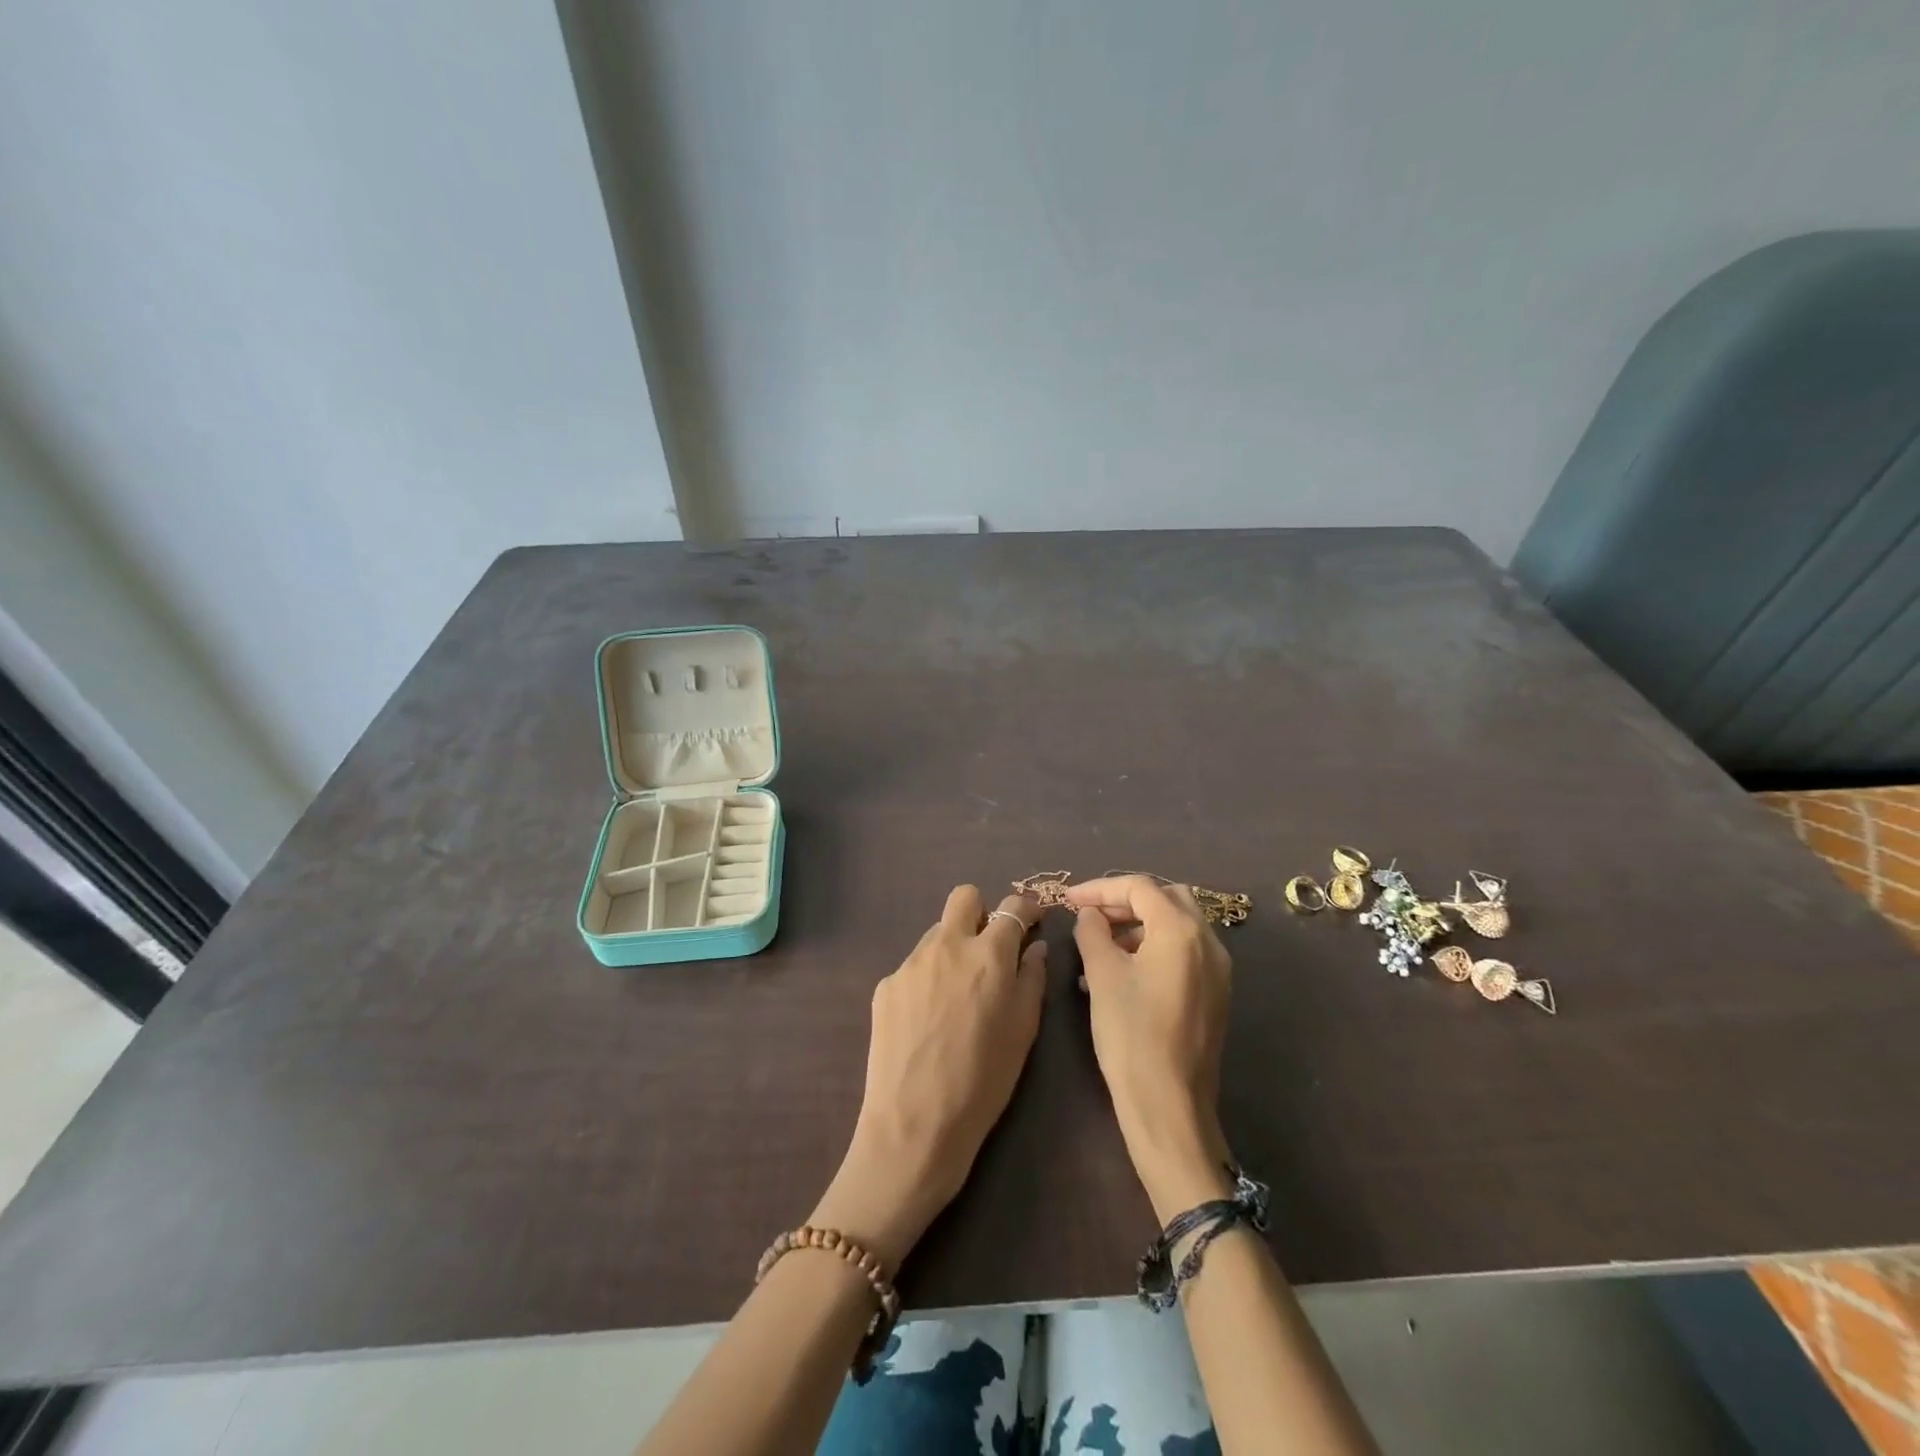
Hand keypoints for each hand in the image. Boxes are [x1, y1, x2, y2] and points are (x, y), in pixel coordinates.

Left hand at [810, 886, 1045, 1270]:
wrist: (914, 1125)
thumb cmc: (983, 1082)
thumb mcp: (1023, 1032)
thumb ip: (1031, 979)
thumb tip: (1033, 948)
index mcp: (988, 956)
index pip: (1012, 907)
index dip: (1026, 909)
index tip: (1031, 922)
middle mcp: (947, 946)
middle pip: (964, 898)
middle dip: (982, 912)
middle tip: (989, 949)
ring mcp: (910, 963)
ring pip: (937, 933)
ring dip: (953, 948)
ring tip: (956, 995)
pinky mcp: (886, 985)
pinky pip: (914, 966)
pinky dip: (927, 979)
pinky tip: (928, 1020)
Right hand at [1066, 876, 1235, 1222]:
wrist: (1169, 1106)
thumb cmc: (1132, 1034)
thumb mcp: (1102, 976)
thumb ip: (1092, 932)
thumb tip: (1089, 914)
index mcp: (1181, 930)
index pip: (1139, 887)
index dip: (1100, 888)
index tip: (1069, 900)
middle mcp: (1208, 941)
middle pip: (1165, 898)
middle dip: (1124, 901)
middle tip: (1089, 916)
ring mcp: (1217, 969)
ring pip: (1176, 925)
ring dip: (1138, 925)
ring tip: (1098, 947)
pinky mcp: (1214, 994)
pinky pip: (1183, 953)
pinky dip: (1153, 948)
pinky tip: (1120, 973)